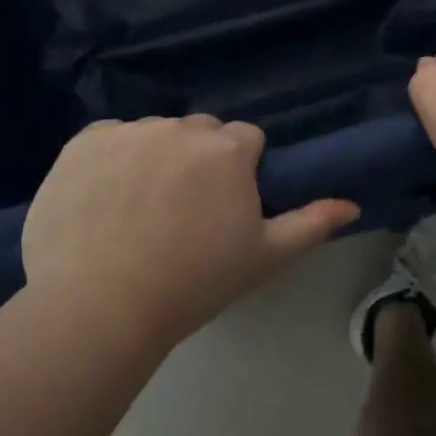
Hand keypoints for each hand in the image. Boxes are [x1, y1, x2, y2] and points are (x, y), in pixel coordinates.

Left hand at [20, 116, 359, 350]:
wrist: (101, 306)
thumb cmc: (194, 282)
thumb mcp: (264, 257)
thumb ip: (311, 224)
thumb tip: (352, 204)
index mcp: (229, 150)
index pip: (246, 140)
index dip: (240, 172)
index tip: (225, 207)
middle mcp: (181, 128)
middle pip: (200, 133)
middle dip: (200, 160)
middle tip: (184, 211)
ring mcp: (129, 132)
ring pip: (155, 134)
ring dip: (156, 157)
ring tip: (138, 210)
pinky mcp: (83, 143)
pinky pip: (109, 139)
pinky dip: (111, 159)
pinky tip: (103, 199)